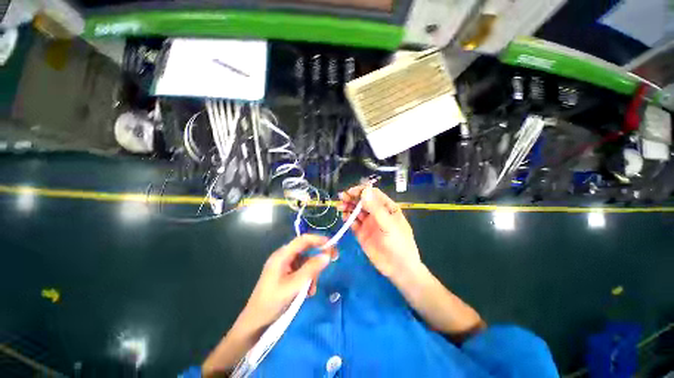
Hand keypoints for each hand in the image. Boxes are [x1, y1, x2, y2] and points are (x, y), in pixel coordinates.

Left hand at [240, 234, 333, 328]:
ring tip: (311, 290)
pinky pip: (301, 272)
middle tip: (331, 262)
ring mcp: (284, 266)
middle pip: (305, 251)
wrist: (255, 323)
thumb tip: (327, 255)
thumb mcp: (294, 285)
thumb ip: (311, 269)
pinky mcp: (285, 275)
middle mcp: (283, 257)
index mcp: (282, 255)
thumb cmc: (272, 302)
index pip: (302, 240)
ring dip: (311, 274)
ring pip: (305, 263)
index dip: (318, 239)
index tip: (332, 244)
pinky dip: (307, 280)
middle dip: (316, 260)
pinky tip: (306, 293)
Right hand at [338, 185, 420, 278]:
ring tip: (341, 207)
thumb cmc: (399, 244)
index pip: (373, 194)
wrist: (398, 269)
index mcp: (387, 208)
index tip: (350, 192)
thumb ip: (376, 208)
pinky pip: (353, 223)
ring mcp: (369, 223)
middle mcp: (377, 213)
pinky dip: (348, 219)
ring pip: (356, 211)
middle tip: (342, 198)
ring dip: (348, 207)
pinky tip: (344, 218)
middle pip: (362, 201)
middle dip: (352, 198)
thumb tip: (365, 191)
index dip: (362, 191)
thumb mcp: (388, 224)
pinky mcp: (362, 233)